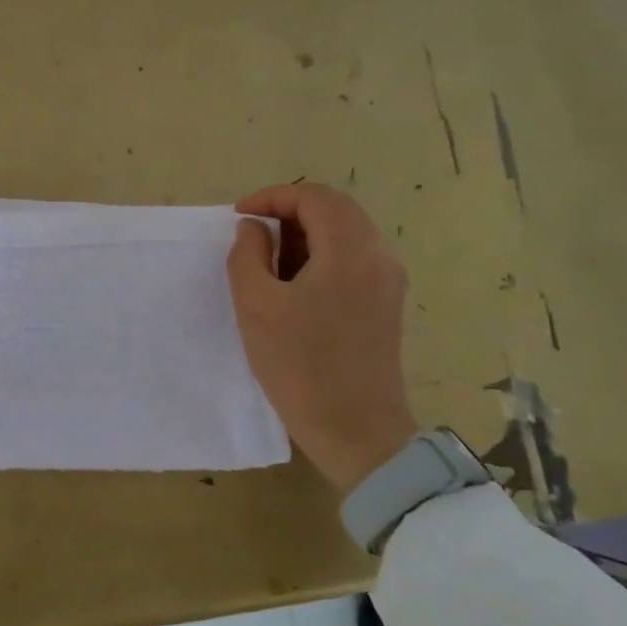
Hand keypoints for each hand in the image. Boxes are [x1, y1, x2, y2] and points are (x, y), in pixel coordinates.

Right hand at [226, 182, 419, 492]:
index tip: (238, 217)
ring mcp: (388, 281)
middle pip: (335, 209)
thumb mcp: (256, 306)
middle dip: (288, 213)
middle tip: (251, 235)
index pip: (314, 196)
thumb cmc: (300, 366)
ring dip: (305, 235)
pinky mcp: (387, 303)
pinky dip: (321, 256)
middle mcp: (379, 256)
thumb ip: (247, 255)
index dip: (272, 197)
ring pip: (346, 234)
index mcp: (350, 250)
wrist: (356, 429)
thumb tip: (254, 229)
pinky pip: (353, 259)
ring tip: (267, 261)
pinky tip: (294, 285)